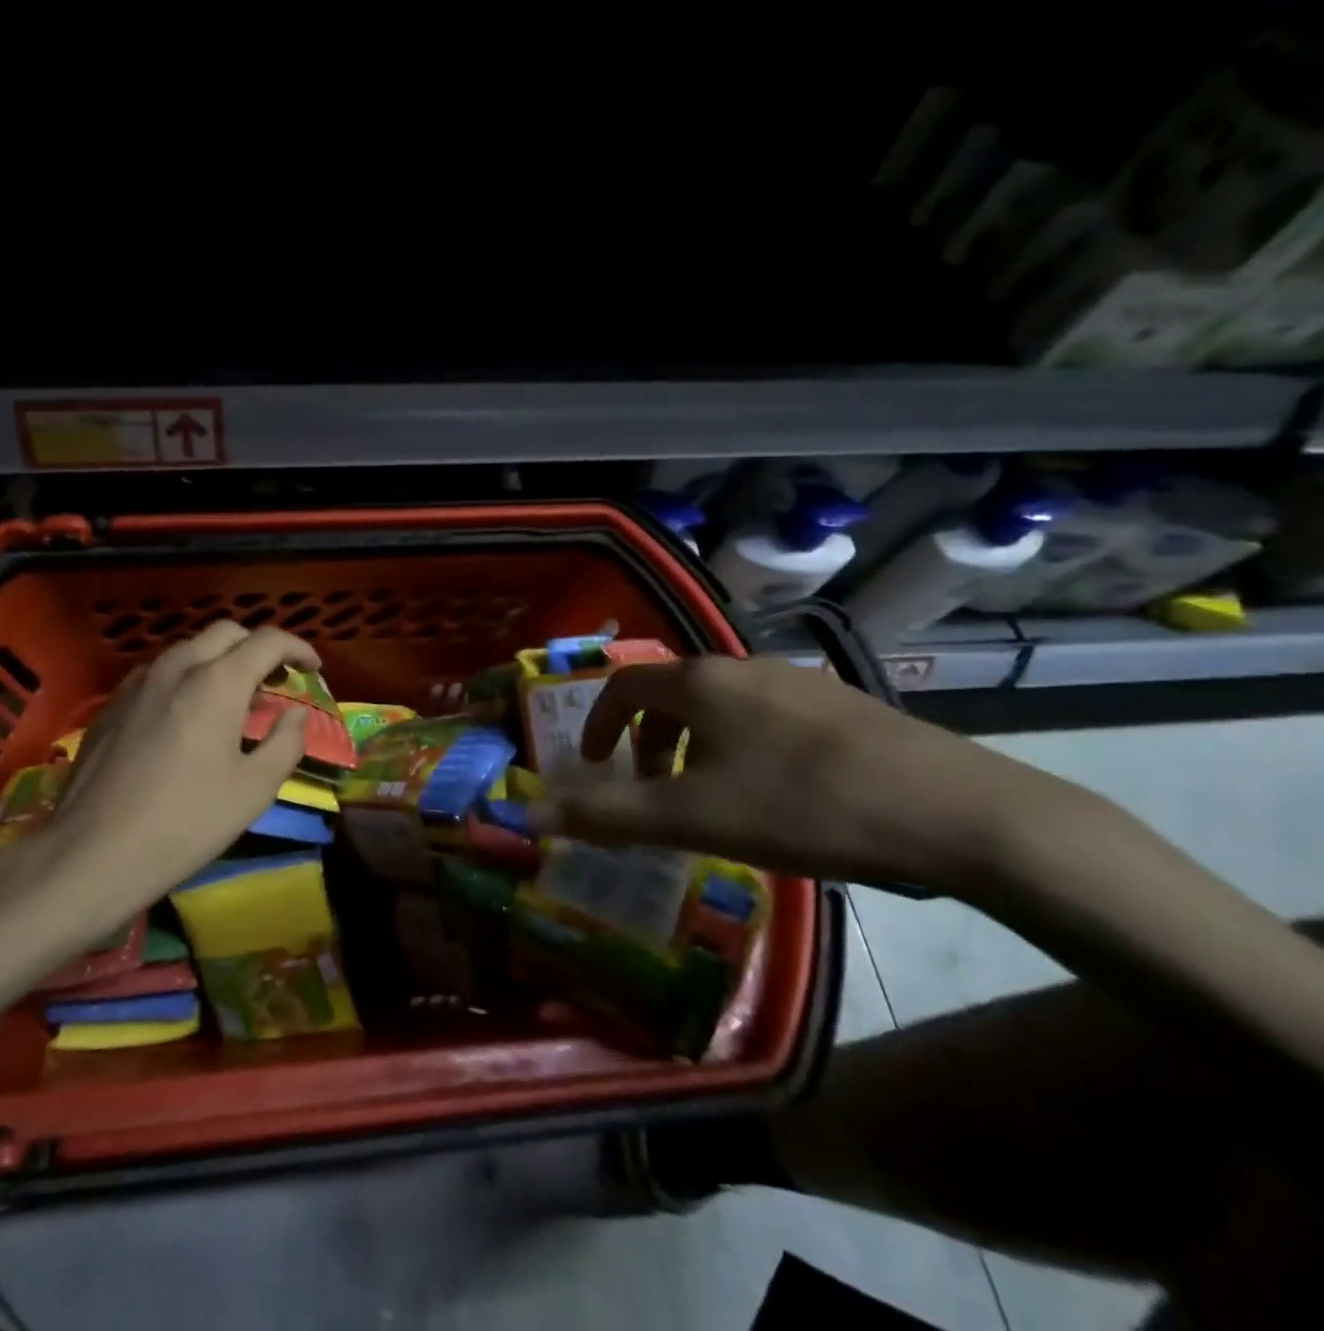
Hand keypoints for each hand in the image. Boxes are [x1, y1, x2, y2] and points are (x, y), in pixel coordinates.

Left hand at [21, 622, 320, 914]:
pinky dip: (189, 678)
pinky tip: (189, 718)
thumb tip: (295, 715)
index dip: (298, 648)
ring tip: (236, 701)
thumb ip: (286, 742)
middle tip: (276, 682)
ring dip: (222, 661)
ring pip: (190, 649)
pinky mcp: (113, 704)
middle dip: (259, 648)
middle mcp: (177, 667)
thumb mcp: (254, 789)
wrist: (93, 853)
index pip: (268, 640)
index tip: (313, 669)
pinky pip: (161, 673)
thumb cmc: (186, 822)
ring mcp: (138, 682)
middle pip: (227, 633)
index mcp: (217, 681)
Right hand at [528, 657, 1095, 895]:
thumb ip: (604, 814)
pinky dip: (741, 746)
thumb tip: (527, 814)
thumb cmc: (801, 807)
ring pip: (721, 705)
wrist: (956, 813)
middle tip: (649, 791)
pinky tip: (776, 794)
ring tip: (709, 797)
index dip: (598, 723)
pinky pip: (766, 716)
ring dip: (694, 745)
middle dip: (647, 741)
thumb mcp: (690, 818)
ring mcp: (799, 680)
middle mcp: (744, 665)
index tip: (594, 763)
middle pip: (672, 693)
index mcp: (700, 681)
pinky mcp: (844, 704)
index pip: (623, 686)